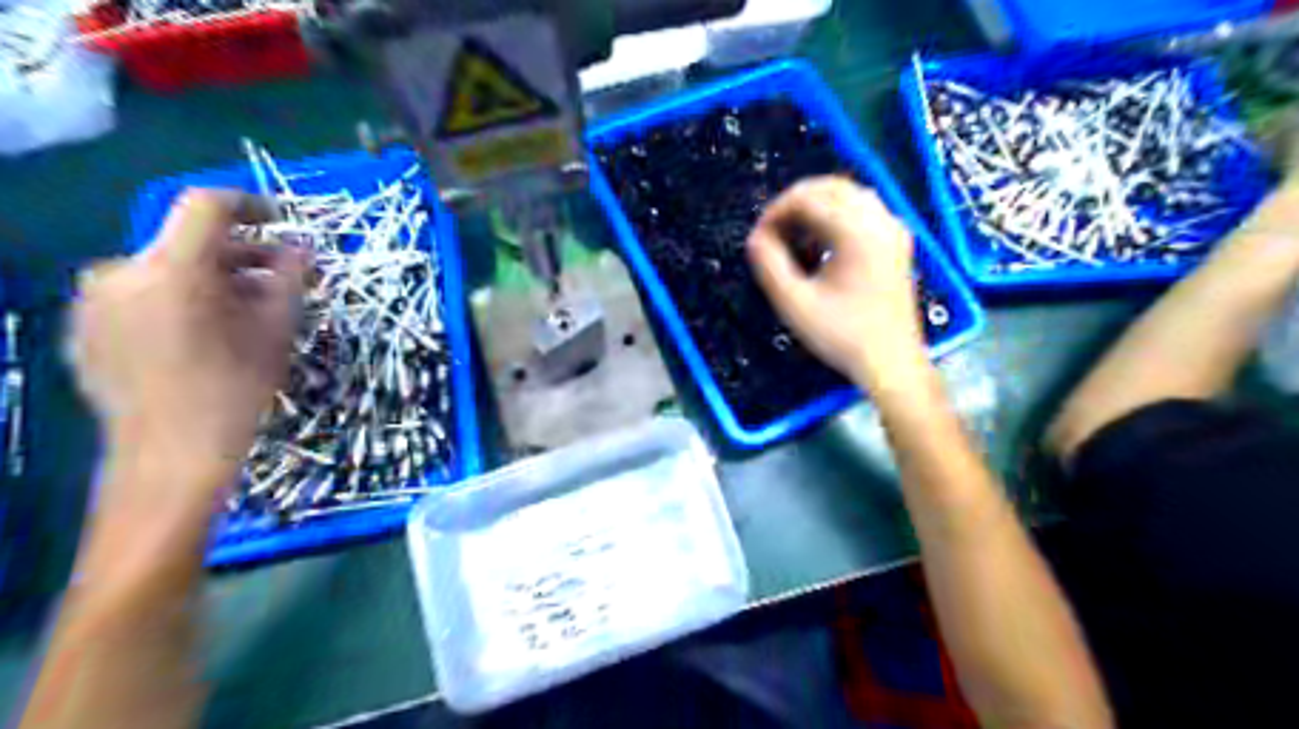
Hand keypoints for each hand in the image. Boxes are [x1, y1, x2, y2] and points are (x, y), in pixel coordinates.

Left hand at [70, 192, 305, 492]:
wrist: (171, 456)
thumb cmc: (237, 390)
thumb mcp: (278, 330)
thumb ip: (291, 278)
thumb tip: (302, 247)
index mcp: (172, 268)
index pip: (206, 206)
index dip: (250, 205)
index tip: (283, 222)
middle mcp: (121, 271)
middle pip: (188, 243)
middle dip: (242, 257)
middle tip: (283, 282)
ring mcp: (95, 300)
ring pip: (166, 272)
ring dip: (213, 281)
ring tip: (249, 313)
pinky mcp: (84, 327)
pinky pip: (141, 297)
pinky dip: (179, 302)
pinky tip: (207, 336)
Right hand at [751, 173, 921, 382]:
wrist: (891, 362)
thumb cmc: (842, 335)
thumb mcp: (795, 303)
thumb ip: (769, 264)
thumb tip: (755, 238)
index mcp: (856, 232)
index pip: (807, 198)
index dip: (775, 212)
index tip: (758, 238)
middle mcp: (879, 220)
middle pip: (830, 187)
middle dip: (795, 204)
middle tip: (773, 234)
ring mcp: (893, 229)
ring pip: (848, 195)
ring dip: (816, 208)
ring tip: (794, 239)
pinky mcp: (897, 242)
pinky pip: (863, 211)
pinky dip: (837, 217)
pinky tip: (821, 247)